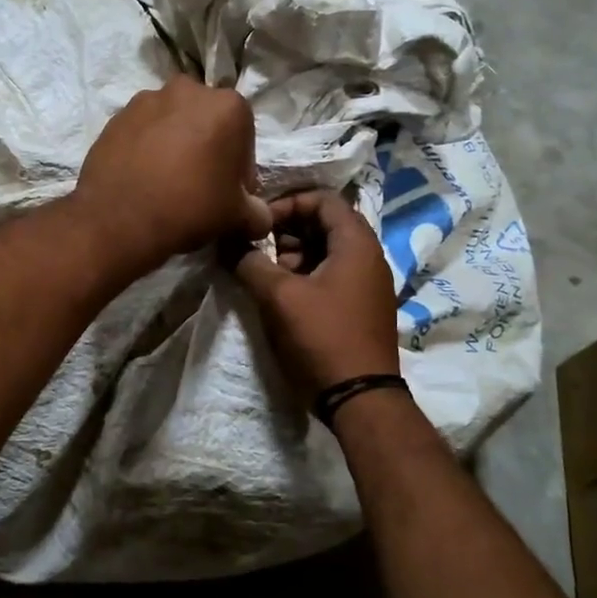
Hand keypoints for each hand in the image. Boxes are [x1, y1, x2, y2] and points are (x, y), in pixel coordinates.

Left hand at [75, 76, 273, 274]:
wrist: (120, 218)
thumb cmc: (191, 207)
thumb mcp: (238, 217)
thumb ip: (258, 213)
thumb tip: (260, 217)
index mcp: (228, 105)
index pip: (244, 140)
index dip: (239, 171)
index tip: (228, 195)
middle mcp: (188, 90)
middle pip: (207, 123)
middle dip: (208, 149)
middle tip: (199, 186)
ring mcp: (147, 99)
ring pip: (173, 123)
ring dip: (176, 145)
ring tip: (167, 182)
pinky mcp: (116, 115)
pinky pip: (142, 131)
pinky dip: (147, 148)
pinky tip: (143, 178)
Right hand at [232, 191, 400, 398]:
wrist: (360, 398)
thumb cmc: (321, 337)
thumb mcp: (278, 296)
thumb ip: (250, 261)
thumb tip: (228, 241)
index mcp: (356, 243)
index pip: (322, 199)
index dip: (286, 203)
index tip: (257, 223)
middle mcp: (368, 256)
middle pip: (324, 224)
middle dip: (286, 231)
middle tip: (257, 248)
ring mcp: (367, 284)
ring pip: (326, 251)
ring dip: (293, 255)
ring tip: (264, 274)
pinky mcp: (360, 307)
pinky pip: (332, 275)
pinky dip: (305, 275)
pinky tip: (282, 295)